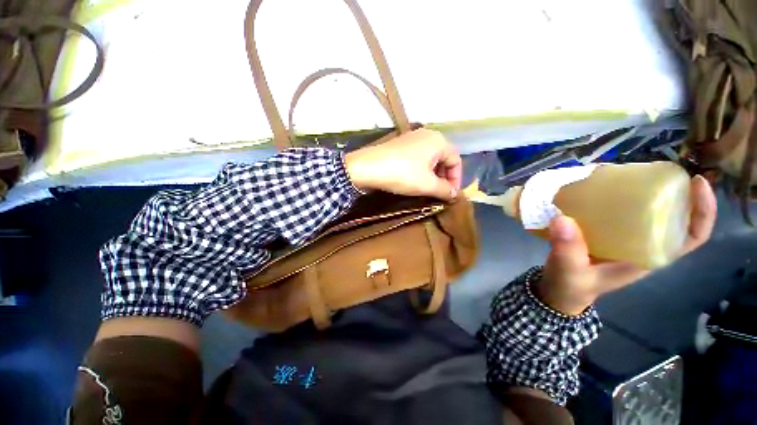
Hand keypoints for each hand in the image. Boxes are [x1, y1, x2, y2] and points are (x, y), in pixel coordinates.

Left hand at [344, 128, 461, 199]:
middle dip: (444, 178)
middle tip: (440, 193)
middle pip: (444, 158)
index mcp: (439, 141)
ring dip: (432, 175)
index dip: (456, 180)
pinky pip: (418, 158)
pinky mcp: (400, 145)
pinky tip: (415, 181)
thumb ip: (445, 190)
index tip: (452, 195)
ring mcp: (412, 138)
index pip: (456, 161)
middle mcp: (428, 135)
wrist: (367, 167)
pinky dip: (421, 170)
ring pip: (430, 159)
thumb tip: (455, 194)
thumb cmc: (402, 174)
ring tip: (428, 189)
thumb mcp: (427, 185)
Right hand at [535, 175, 717, 315]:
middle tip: (646, 170)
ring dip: (637, 189)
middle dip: (667, 189)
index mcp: (647, 256)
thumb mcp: (570, 272)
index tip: (697, 182)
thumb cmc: (571, 286)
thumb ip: (568, 250)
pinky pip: (616, 210)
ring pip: (643, 209)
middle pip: (670, 214)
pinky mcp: (604, 231)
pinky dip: (612, 195)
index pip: (691, 236)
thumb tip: (562, 219)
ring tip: (619, 173)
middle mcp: (642, 243)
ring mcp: (623, 237)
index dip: (702, 210)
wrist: (557, 289)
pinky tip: (596, 186)